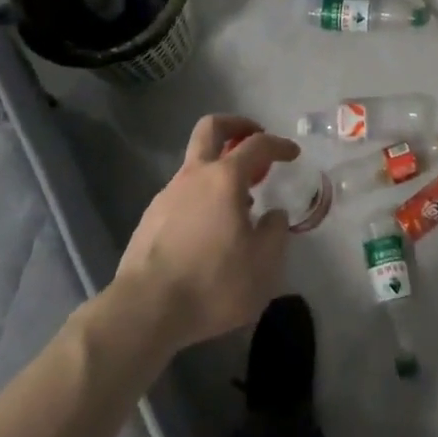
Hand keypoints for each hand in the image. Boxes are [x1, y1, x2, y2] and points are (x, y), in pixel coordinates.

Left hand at [114, 115, 298, 351]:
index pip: (257, 145)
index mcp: (225, 178)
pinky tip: (208, 231)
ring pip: (195, 165)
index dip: (278, 144)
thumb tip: (274, 215)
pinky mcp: (150, 219)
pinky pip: (181, 195)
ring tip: (236, 203)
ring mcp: (167, 195)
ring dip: (218, 170)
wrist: (144, 311)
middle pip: (211, 128)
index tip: (292, 154)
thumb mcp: (263, 265)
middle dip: (235, 125)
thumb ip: (275, 232)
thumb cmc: (211, 283)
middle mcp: (194, 176)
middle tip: (253, 138)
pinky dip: (200, 199)